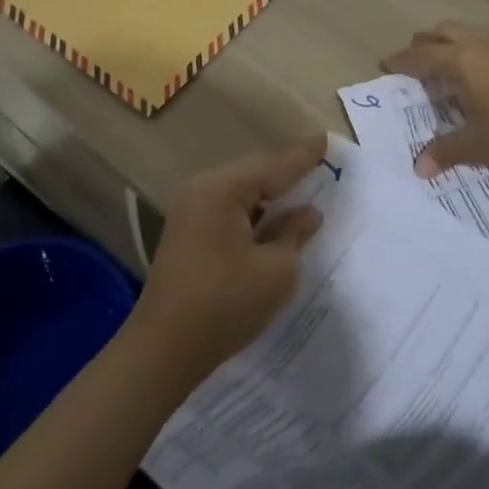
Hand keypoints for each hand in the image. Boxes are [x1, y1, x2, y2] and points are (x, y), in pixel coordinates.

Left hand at [130, 136, 327, 381]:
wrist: (163, 350)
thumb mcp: (275, 271)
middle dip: (285, 173)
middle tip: (318, 164)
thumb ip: (294, 234)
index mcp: (222, 190)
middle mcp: (202, 191)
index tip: (325, 138)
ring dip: (269, 196)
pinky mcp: (186, 234)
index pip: (273, 167)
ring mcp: (189, 212)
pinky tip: (271, 222)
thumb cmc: (225, 305)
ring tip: (302, 192)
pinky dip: (252, 213)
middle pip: (253, 174)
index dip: (303, 156)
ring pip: (240, 192)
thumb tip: (308, 214)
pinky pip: (228, 210)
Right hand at [383, 21, 488, 176]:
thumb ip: (444, 153)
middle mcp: (480, 45)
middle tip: (416, 52)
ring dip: (458, 33)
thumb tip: (419, 169)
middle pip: (444, 32)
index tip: (387, 63)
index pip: (422, 58)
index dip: (402, 60)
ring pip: (475, 27)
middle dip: (426, 40)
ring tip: (451, 43)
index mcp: (460, 63)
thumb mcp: (475, 147)